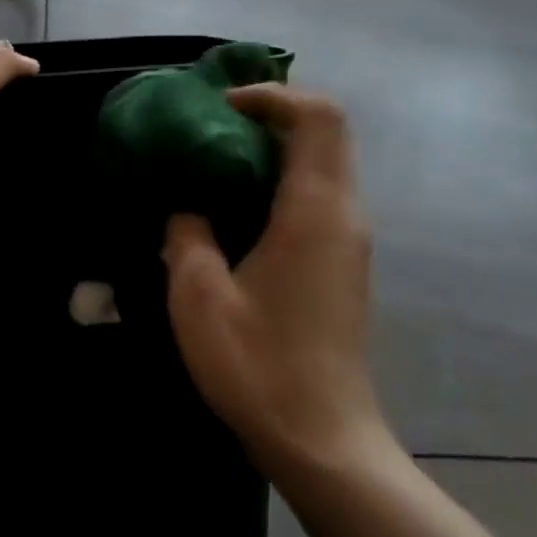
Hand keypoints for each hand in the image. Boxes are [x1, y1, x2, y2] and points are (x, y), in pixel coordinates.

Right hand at [162, 84, 385, 475]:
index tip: (222, 106)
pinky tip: (240, 208)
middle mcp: (344, 214)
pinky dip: (284, 179)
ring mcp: (350, 241)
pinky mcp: (345, 264)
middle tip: (215, 125)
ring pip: (327, 163)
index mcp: (314, 210)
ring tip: (219, 160)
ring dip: (279, 147)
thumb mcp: (199, 296)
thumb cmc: (259, 366)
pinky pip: (321, 196)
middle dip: (275, 114)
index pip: (319, 117)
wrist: (323, 441)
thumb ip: (187, 233)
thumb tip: (187, 206)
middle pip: (328, 132)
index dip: (274, 96)